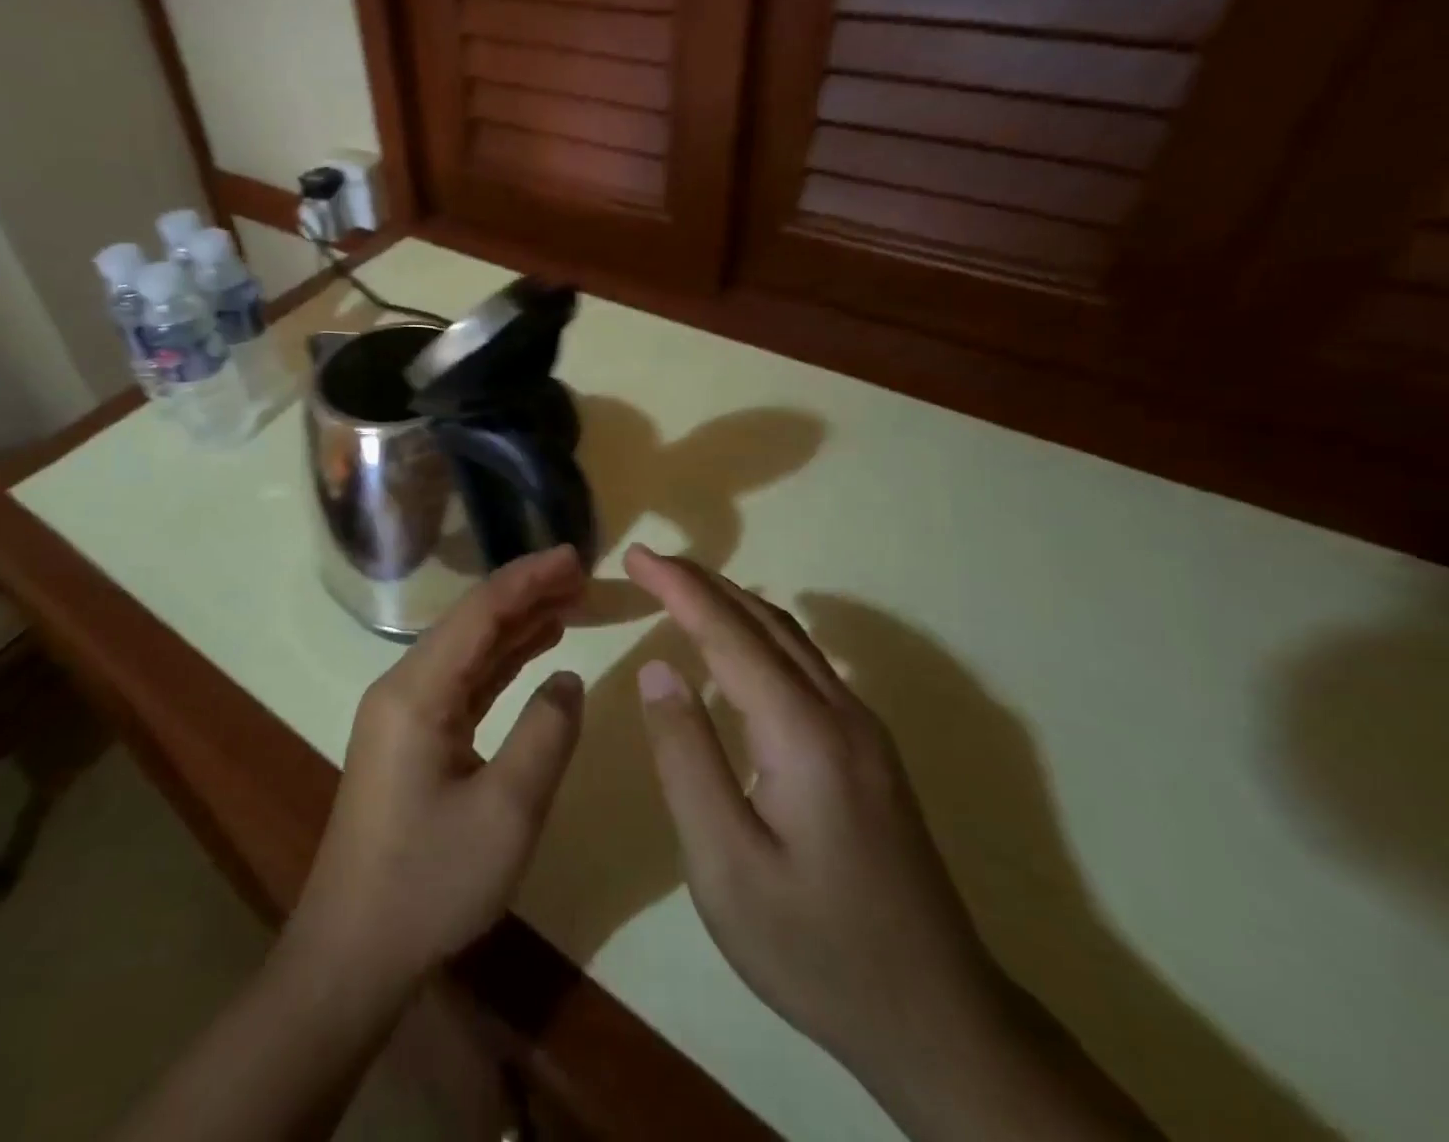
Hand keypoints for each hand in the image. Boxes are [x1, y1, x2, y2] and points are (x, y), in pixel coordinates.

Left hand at [286, 546, 587, 995]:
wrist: (353, 951)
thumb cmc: (430, 882)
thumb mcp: (507, 812)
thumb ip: (546, 734)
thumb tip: (566, 676)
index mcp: (417, 692)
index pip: (479, 613)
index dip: (529, 578)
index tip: (575, 556)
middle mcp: (404, 687)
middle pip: (471, 622)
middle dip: (526, 593)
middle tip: (582, 574)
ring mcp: (404, 711)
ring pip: (468, 649)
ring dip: (516, 623)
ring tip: (569, 600)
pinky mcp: (411, 736)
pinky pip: (462, 680)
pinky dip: (501, 661)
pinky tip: (534, 649)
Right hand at [623, 547, 1001, 1076]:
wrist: (939, 1021)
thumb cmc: (815, 947)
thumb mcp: (724, 863)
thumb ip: (687, 758)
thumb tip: (659, 669)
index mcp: (803, 732)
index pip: (728, 632)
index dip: (678, 587)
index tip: (635, 553)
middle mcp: (840, 713)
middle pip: (764, 621)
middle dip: (703, 582)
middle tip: (649, 561)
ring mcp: (864, 731)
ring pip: (791, 639)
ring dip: (732, 603)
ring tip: (682, 589)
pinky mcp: (869, 752)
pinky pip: (806, 665)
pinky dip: (758, 634)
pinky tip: (739, 647)